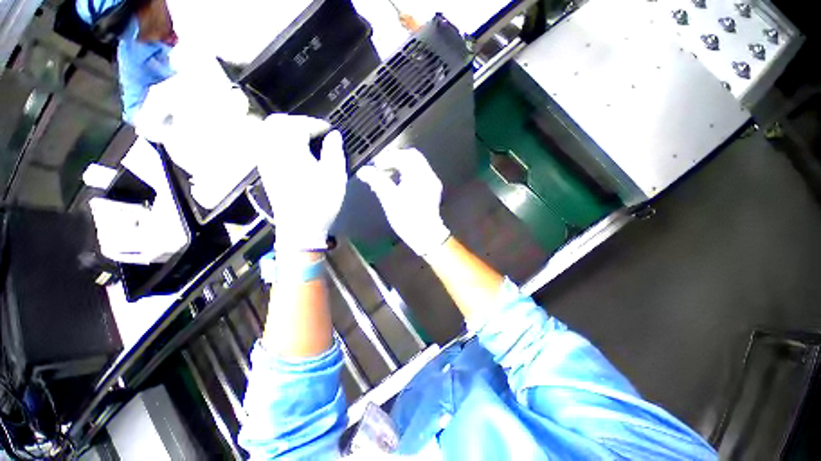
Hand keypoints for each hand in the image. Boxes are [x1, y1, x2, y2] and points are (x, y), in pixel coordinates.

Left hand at [257, 114, 346, 251]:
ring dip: (287, 130)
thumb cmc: (320, 201)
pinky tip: (293, 151)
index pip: (300, 125)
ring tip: (305, 139)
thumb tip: (334, 136)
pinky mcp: (265, 171)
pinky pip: (266, 145)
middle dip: (298, 122)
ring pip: (268, 133)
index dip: (316, 124)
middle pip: (278, 123)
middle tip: (316, 131)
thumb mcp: (335, 176)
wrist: (300, 227)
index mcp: (290, 149)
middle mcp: (272, 150)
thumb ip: (334, 151)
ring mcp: (265, 161)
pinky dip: (279, 141)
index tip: (330, 129)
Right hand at [357, 148, 450, 256]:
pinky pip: (419, 174)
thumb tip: (363, 171)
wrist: (426, 236)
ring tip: (387, 175)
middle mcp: (429, 175)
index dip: (388, 158)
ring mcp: (432, 183)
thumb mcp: (389, 200)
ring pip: (416, 165)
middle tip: (381, 167)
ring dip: (401, 166)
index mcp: (419, 176)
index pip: (404, 156)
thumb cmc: (407, 219)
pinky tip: (398, 183)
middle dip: (395, 159)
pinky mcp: (432, 190)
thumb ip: (377, 182)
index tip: (376, 165)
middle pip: (412, 157)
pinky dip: (408, 173)